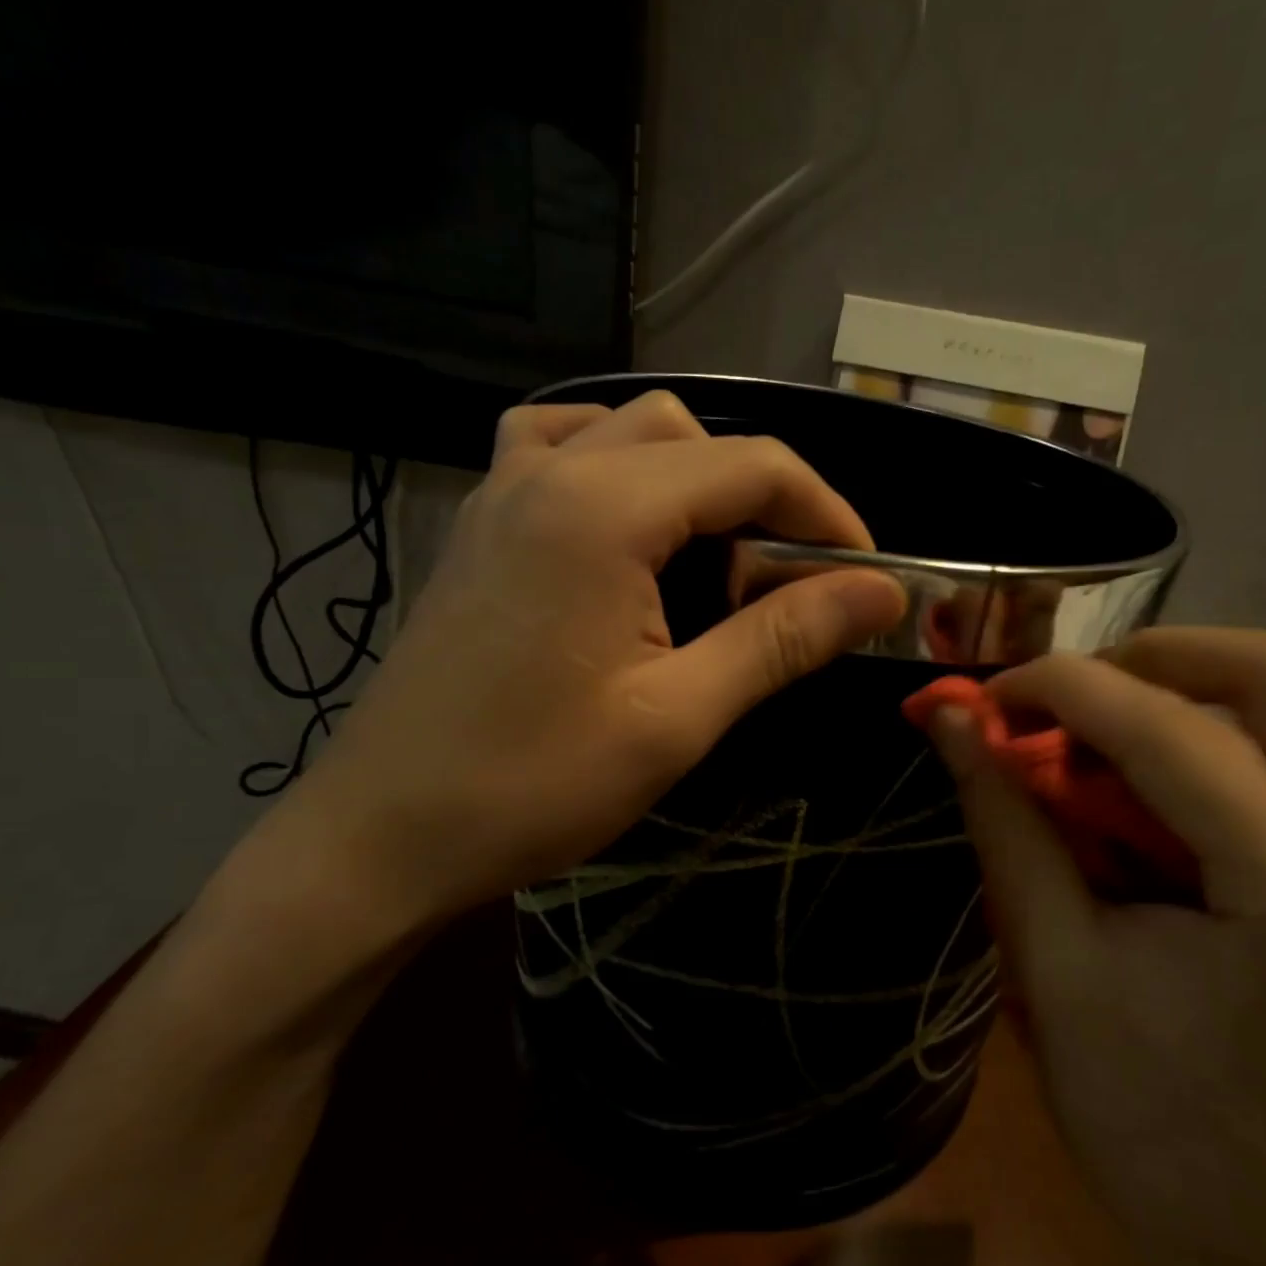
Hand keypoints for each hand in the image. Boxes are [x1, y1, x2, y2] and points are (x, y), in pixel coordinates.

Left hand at [269, 390, 905, 934]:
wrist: (383, 836)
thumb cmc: (533, 785)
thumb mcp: (678, 717)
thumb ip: (782, 638)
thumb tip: (881, 593)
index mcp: (603, 508)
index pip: (753, 466)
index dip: (828, 515)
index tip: (866, 579)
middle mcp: (550, 471)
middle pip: (694, 436)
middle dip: (763, 497)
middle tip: (787, 585)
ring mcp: (502, 490)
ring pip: (625, 430)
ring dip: (691, 477)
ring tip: (713, 556)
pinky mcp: (481, 525)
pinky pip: (559, 450)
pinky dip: (616, 468)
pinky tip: (627, 529)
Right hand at [923, 629, 1265, 1265]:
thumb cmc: (1149, 1121)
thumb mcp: (1052, 962)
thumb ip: (1004, 819)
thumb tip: (947, 719)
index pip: (1171, 729)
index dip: (1059, 688)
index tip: (984, 697)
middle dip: (1142, 660)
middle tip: (1057, 706)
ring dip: (1173, 697)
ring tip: (1092, 750)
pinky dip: (1207, 739)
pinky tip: (1150, 794)